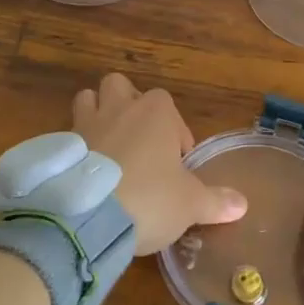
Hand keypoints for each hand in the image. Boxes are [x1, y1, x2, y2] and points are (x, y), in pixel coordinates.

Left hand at [72, 73, 247, 253]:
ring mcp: (86, 122)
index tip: (176, 166)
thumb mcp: (191, 204)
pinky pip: (68, 135)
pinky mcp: (61, 145)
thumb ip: (216, 201)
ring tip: (107, 149)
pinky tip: (82, 174)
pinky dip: (75, 148)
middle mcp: (120, 106)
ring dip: (97, 115)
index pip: (169, 107)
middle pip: (121, 87)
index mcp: (156, 111)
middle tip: (138, 144)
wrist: (88, 217)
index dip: (174, 134)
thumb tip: (243, 204)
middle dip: (128, 106)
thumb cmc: (150, 197)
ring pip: (88, 99)